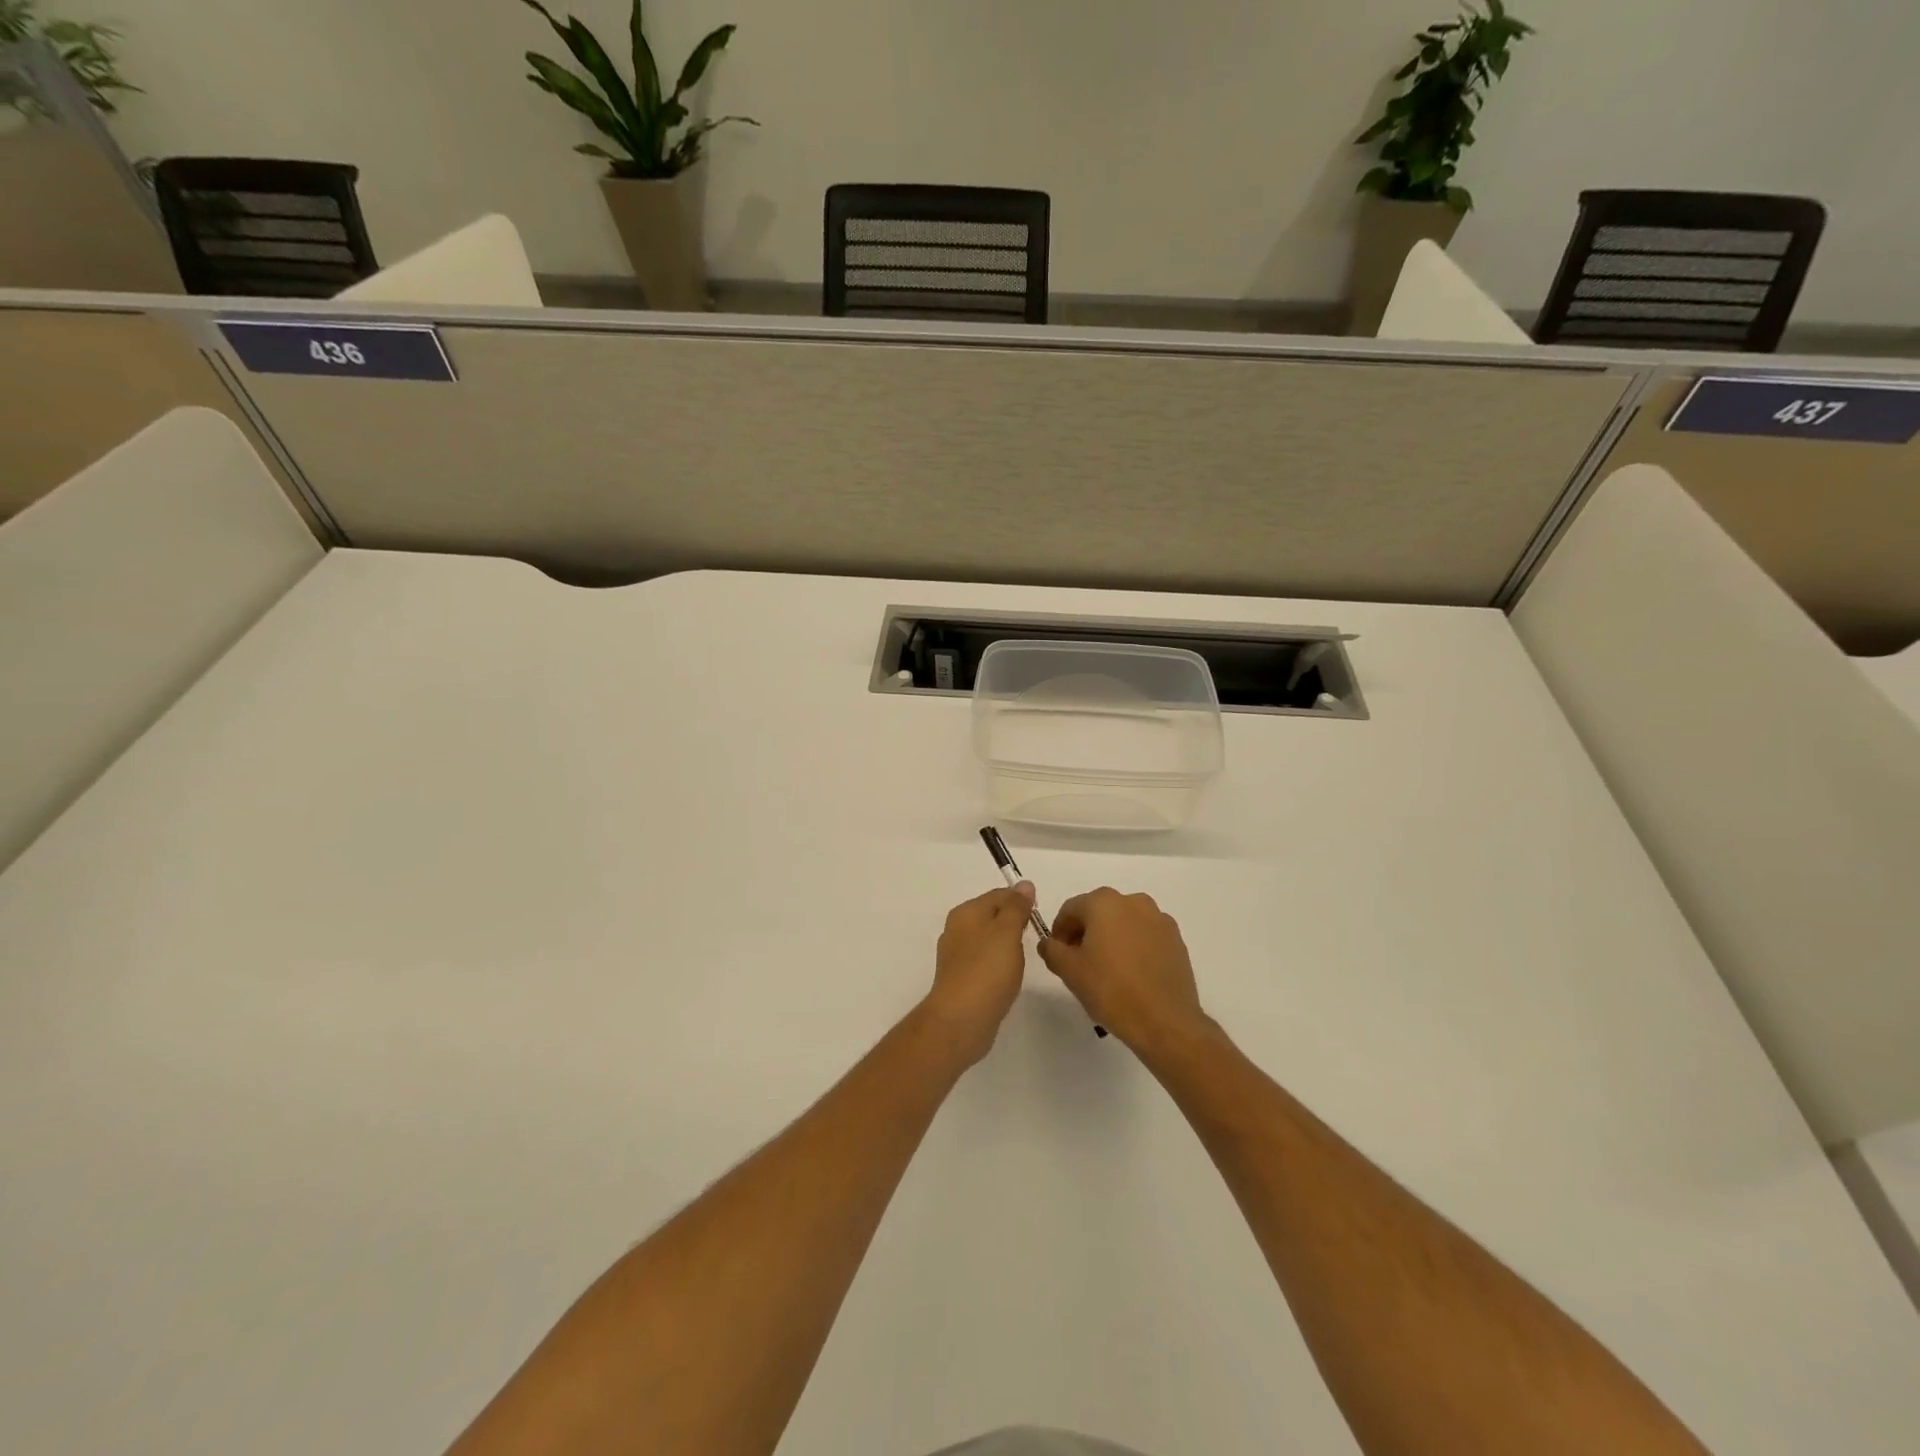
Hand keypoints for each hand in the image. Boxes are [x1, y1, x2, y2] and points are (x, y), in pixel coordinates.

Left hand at [922, 884, 1036, 1065]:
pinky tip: (1008, 977)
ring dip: (1007, 945)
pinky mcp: (961, 979)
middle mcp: (957, 929)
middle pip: (992, 916)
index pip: (998, 895)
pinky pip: (984, 962)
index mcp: (966, 913)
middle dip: (1014, 923)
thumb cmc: (987, 970)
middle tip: (1035, 938)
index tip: (1039, 917)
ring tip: (1024, 959)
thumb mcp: (1007, 932)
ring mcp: (957, 955)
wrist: (961, 1020)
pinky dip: (998, 965)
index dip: (1021, 901)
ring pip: (989, 940)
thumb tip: (1024, 884)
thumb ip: (1016, 907)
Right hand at [1038, 888, 1209, 1060]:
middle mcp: (1133, 901)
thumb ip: (1052, 950)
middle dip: (1085, 933)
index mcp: (1104, 902)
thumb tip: (1050, 943)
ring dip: (1110, 939)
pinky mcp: (1176, 939)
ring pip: (1123, 923)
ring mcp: (1159, 919)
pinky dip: (1133, 947)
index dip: (1059, 932)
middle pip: (1098, 912)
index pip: (1070, 910)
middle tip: (1079, 964)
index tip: (1058, 956)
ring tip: (1107, 970)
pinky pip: (1145, 936)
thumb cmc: (1111, 990)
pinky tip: (1131, 975)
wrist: (1165, 1021)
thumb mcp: (1069, 971)